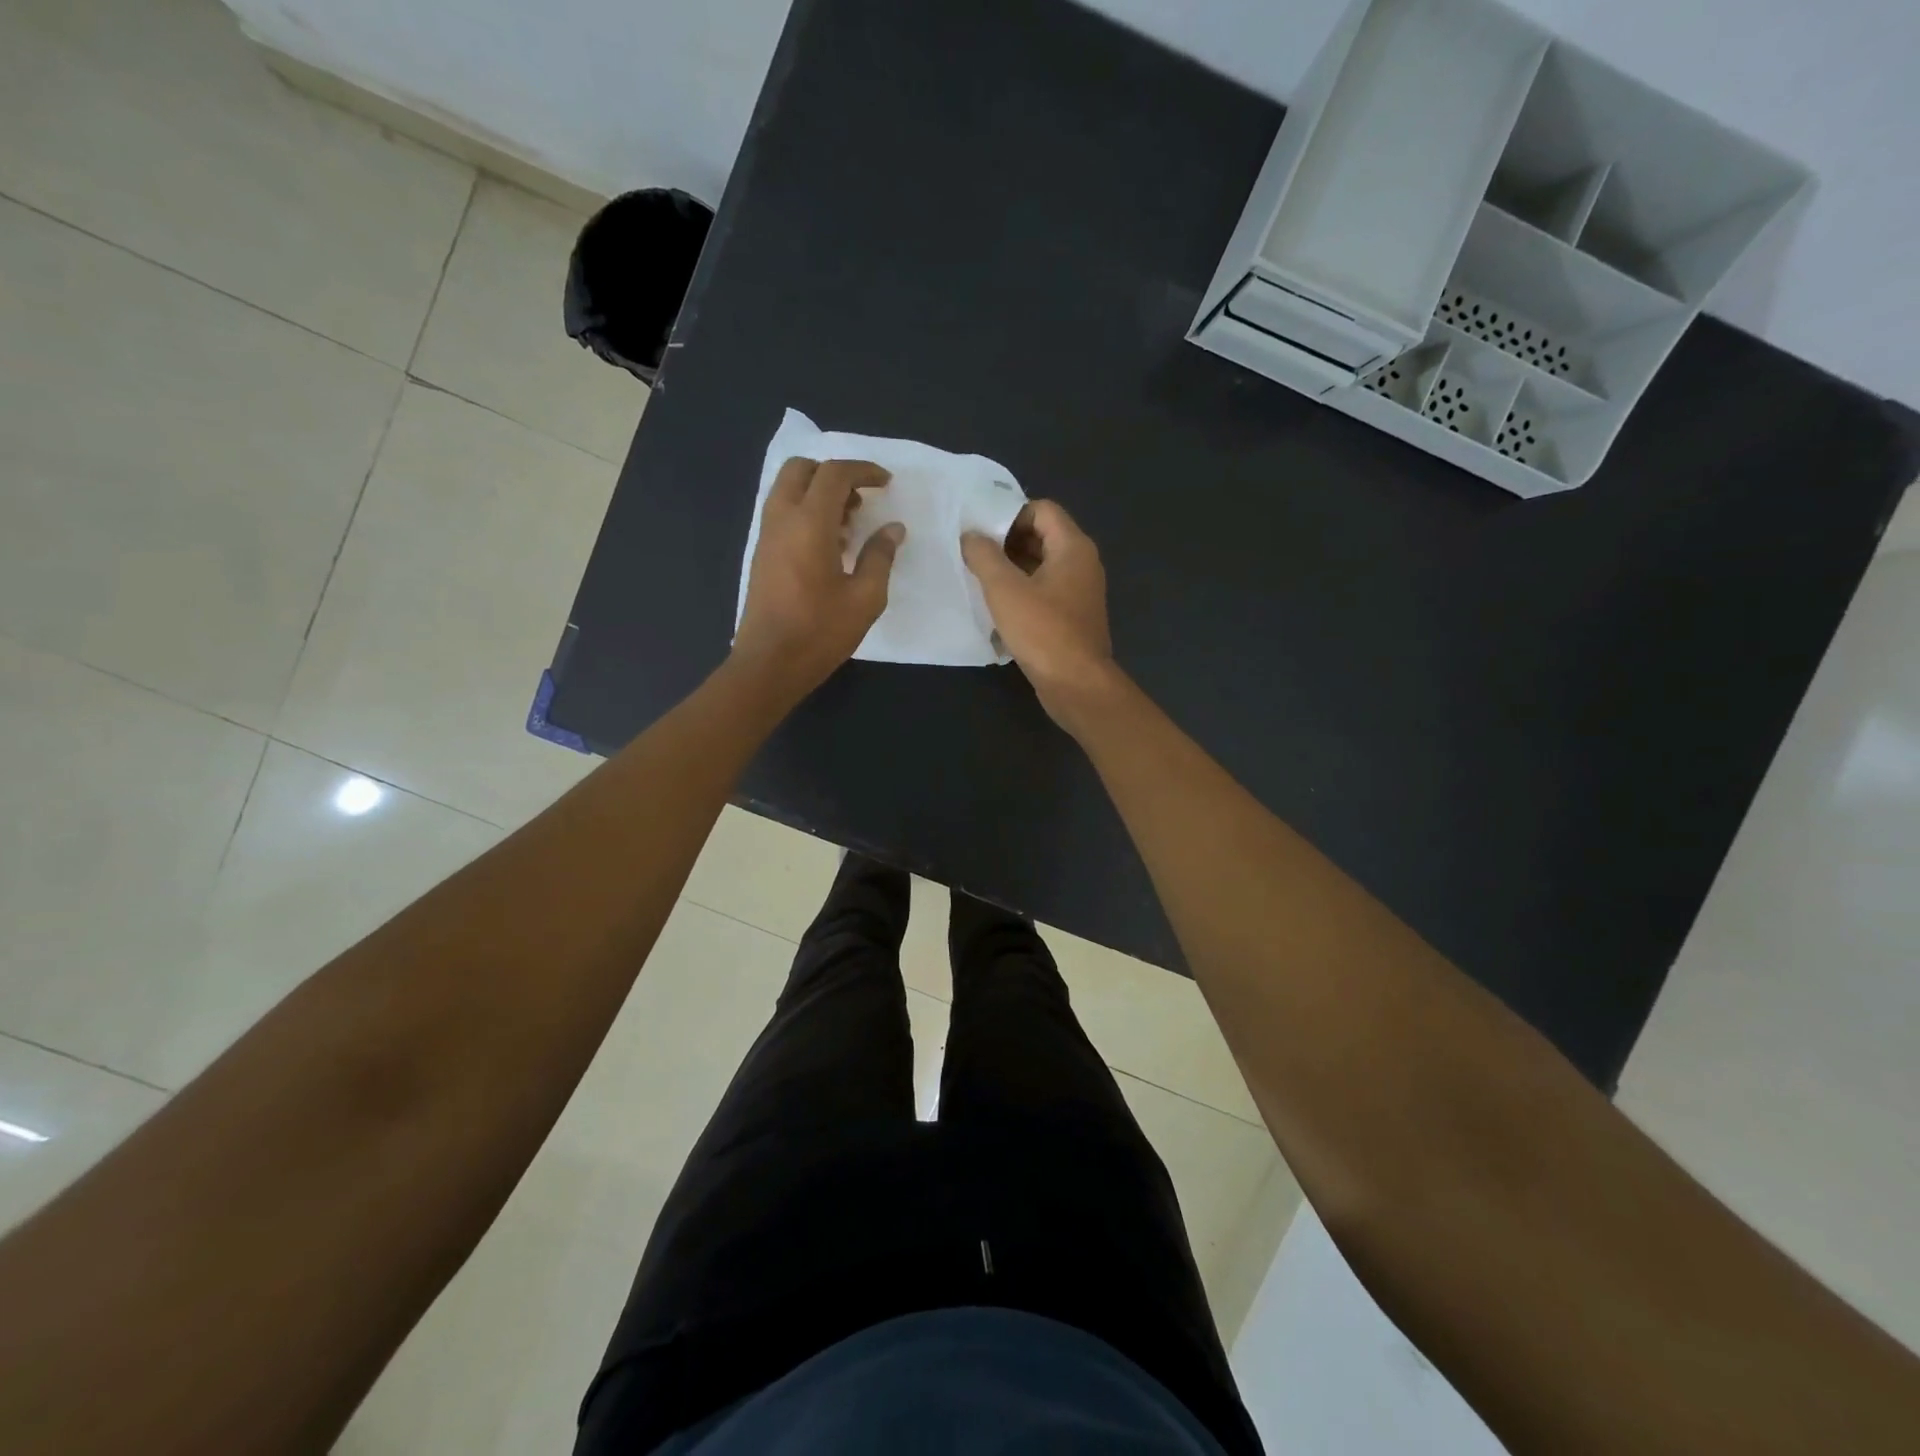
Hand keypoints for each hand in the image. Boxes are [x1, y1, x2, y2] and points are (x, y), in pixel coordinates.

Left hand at [733, 456, 903, 699]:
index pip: (834, 474)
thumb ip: (880, 556)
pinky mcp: (762, 554)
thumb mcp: (865, 598)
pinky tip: (829, 544)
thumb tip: (892, 529)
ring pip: (788, 489)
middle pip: (802, 469)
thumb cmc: (820, 632)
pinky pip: (782, 512)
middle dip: (834, 474)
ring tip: (849, 523)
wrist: (770, 663)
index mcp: (809, 523)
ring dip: (818, 492)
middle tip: (861, 499)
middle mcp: (782, 519)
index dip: (863, 471)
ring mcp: (766, 535)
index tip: (886, 483)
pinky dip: (805, 511)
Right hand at [962, 500, 1116, 724]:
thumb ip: (984, 555)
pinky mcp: (1072, 618)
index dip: (1010, 515)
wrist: (1076, 684)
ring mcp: (1080, 592)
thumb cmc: (1042, 631)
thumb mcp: (1004, 589)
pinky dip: (1022, 594)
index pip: (1042, 509)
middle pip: (1042, 537)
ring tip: (980, 582)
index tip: (981, 533)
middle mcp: (1082, 564)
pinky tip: (997, 610)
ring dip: (1011, 571)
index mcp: (1073, 547)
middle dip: (1006, 543)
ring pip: (1041, 567)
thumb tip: (971, 535)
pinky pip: (1045, 593)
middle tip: (974, 557)